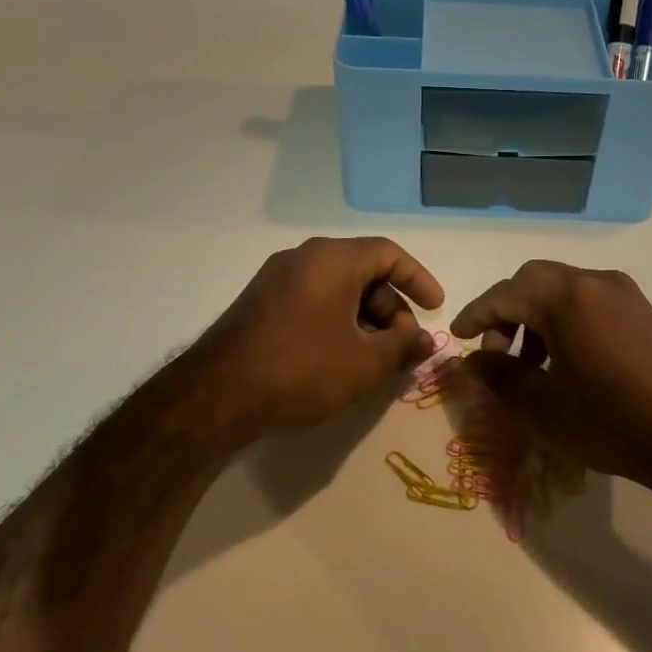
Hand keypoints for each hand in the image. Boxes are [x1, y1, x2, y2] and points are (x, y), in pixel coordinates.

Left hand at [187, 237, 444, 447]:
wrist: (215, 397)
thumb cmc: (301, 370)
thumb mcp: (364, 364)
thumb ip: (403, 348)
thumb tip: (426, 341)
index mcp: (332, 260)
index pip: (389, 254)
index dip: (418, 280)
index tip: (435, 308)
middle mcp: (303, 259)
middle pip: (363, 272)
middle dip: (391, 309)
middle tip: (403, 346)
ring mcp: (276, 280)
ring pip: (337, 290)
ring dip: (365, 320)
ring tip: (375, 361)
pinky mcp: (259, 305)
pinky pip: (312, 302)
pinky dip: (337, 323)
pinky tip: (341, 360)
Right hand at [449, 261, 651, 502]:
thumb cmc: (612, 424)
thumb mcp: (543, 408)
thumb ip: (499, 378)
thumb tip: (473, 359)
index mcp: (566, 299)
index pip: (505, 294)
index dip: (475, 315)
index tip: (457, 337)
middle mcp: (594, 282)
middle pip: (533, 280)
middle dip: (506, 311)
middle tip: (496, 352)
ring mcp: (623, 293)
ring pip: (562, 288)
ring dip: (536, 315)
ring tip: (531, 364)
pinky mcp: (642, 309)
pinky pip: (589, 300)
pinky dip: (565, 318)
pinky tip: (567, 361)